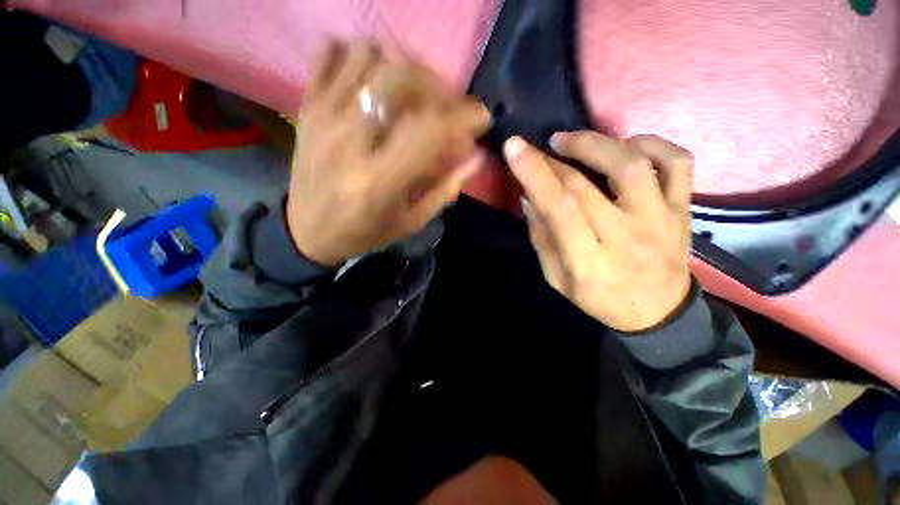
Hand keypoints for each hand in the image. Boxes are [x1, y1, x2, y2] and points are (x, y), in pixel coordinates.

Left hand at [287, 41, 490, 265]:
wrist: (306, 232)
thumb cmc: (365, 232)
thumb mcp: (411, 222)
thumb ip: (445, 189)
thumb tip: (476, 157)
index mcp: (380, 181)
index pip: (429, 129)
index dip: (463, 116)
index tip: (480, 118)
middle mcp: (351, 142)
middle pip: (400, 79)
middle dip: (436, 85)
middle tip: (446, 105)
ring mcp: (324, 118)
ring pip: (367, 56)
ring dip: (401, 69)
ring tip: (412, 95)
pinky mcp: (307, 108)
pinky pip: (329, 55)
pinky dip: (358, 57)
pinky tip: (373, 81)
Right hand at [504, 132, 692, 331]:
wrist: (658, 313)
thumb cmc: (599, 298)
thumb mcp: (557, 279)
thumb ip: (542, 239)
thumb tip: (530, 197)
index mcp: (588, 260)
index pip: (559, 208)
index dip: (535, 174)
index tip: (514, 147)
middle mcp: (625, 236)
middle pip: (585, 185)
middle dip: (553, 159)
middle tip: (538, 147)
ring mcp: (660, 219)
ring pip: (632, 165)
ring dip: (596, 143)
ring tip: (570, 141)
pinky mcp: (682, 209)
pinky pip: (676, 163)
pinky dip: (651, 143)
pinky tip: (624, 145)